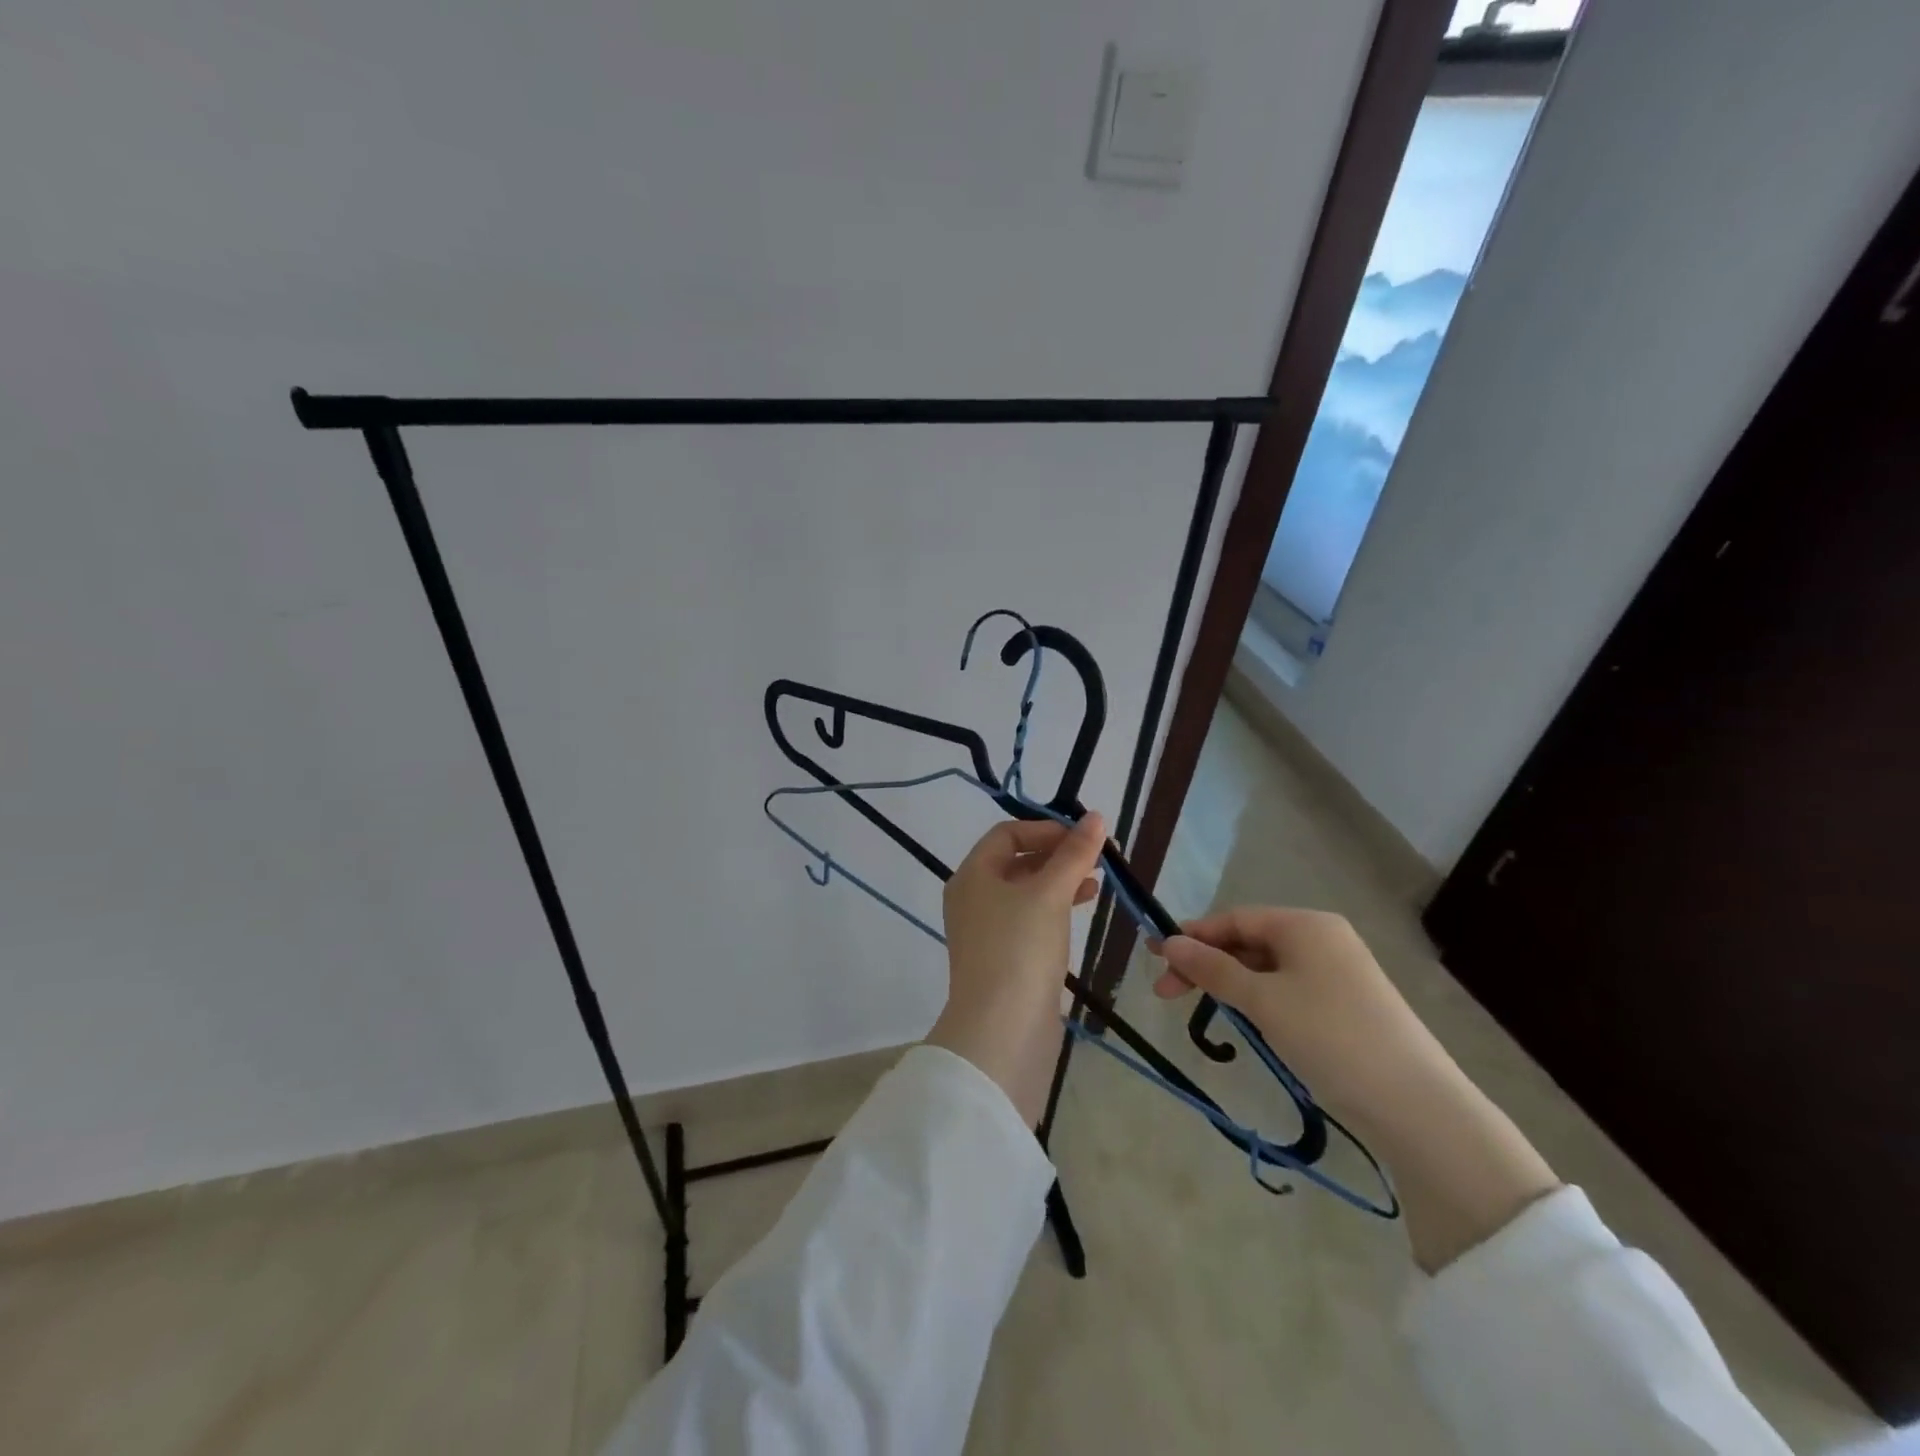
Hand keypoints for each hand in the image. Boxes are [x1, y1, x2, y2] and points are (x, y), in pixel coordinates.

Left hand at [927, 813, 1106, 1127]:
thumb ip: (1074, 854)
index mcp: (972, 875)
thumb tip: (1096, 818)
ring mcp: (987, 931)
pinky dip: (1056, 907)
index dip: (1046, 829)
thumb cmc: (1020, 949)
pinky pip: (1030, 919)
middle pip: (1016, 861)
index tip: (1085, 835)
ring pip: (1026, 891)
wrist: (1002, 1031)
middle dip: (1057, 854)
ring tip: (1098, 880)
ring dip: (1060, 880)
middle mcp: (973, 898)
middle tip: (1099, 856)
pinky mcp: (1004, 958)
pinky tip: (1083, 908)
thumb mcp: (1050, 894)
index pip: (1007, 834)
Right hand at [1151, 907, 1457, 1135]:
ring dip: (1231, 985)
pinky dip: (1260, 1000)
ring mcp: (1339, 972)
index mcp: (1305, 924)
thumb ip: (1212, 969)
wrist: (1415, 1103)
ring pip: (1267, 968)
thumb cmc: (1329, 1035)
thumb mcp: (1262, 1000)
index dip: (1192, 936)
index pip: (1234, 919)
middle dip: (1207, 964)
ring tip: (1203, 1010)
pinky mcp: (1347, 1005)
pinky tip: (1247, 1022)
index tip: (1155, 959)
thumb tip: (1168, 942)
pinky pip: (1289, 989)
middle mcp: (1323, 938)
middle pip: (1249, 942)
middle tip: (1167, 994)